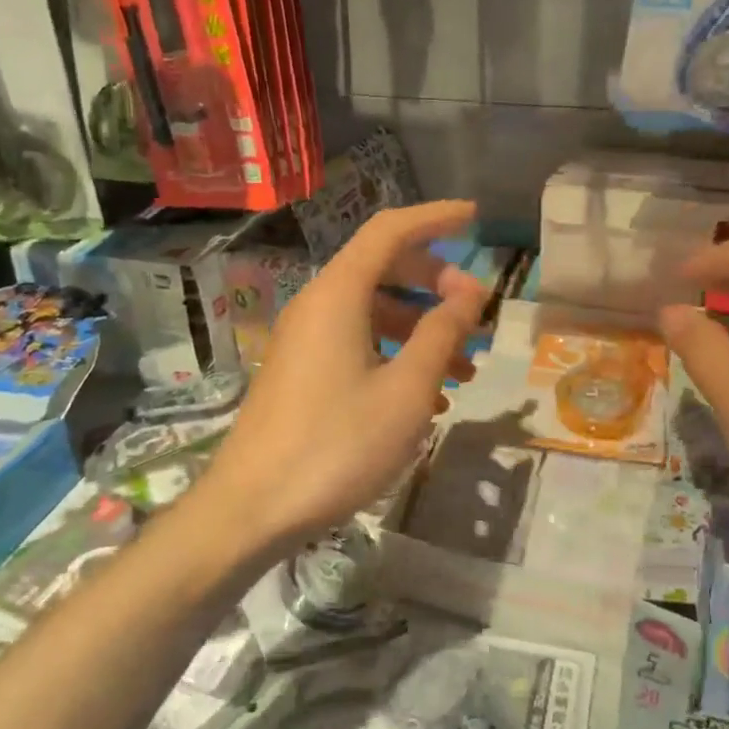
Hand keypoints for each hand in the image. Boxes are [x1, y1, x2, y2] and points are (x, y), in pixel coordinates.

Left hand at [200, 200, 488, 551]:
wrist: (252, 510)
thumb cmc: (337, 445)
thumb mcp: (406, 390)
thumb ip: (442, 333)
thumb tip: (471, 291)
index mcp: (339, 295)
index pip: (390, 231)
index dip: (435, 218)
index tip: (476, 218)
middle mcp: (318, 306)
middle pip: (383, 268)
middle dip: (436, 283)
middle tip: (476, 312)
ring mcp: (306, 341)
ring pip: (374, 313)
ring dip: (422, 329)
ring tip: (466, 367)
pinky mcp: (303, 373)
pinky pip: (358, 344)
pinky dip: (397, 355)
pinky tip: (427, 398)